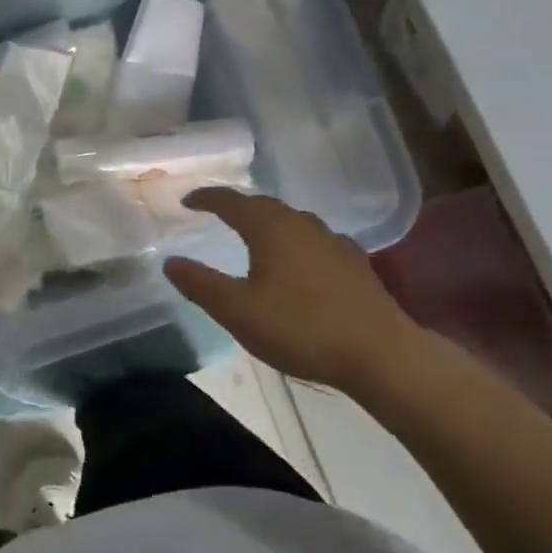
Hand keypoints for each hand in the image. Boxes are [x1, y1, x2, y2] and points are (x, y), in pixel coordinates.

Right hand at [164, 188, 422, 391]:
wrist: (381, 354)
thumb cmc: (301, 328)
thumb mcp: (238, 311)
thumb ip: (200, 284)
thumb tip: (170, 261)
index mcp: (269, 228)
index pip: (231, 201)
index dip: (206, 198)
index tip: (187, 201)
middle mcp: (301, 224)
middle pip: (263, 205)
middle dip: (238, 206)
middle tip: (218, 214)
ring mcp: (333, 241)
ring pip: (292, 221)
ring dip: (268, 222)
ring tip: (255, 235)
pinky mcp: (355, 263)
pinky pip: (314, 240)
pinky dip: (295, 242)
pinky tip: (300, 261)